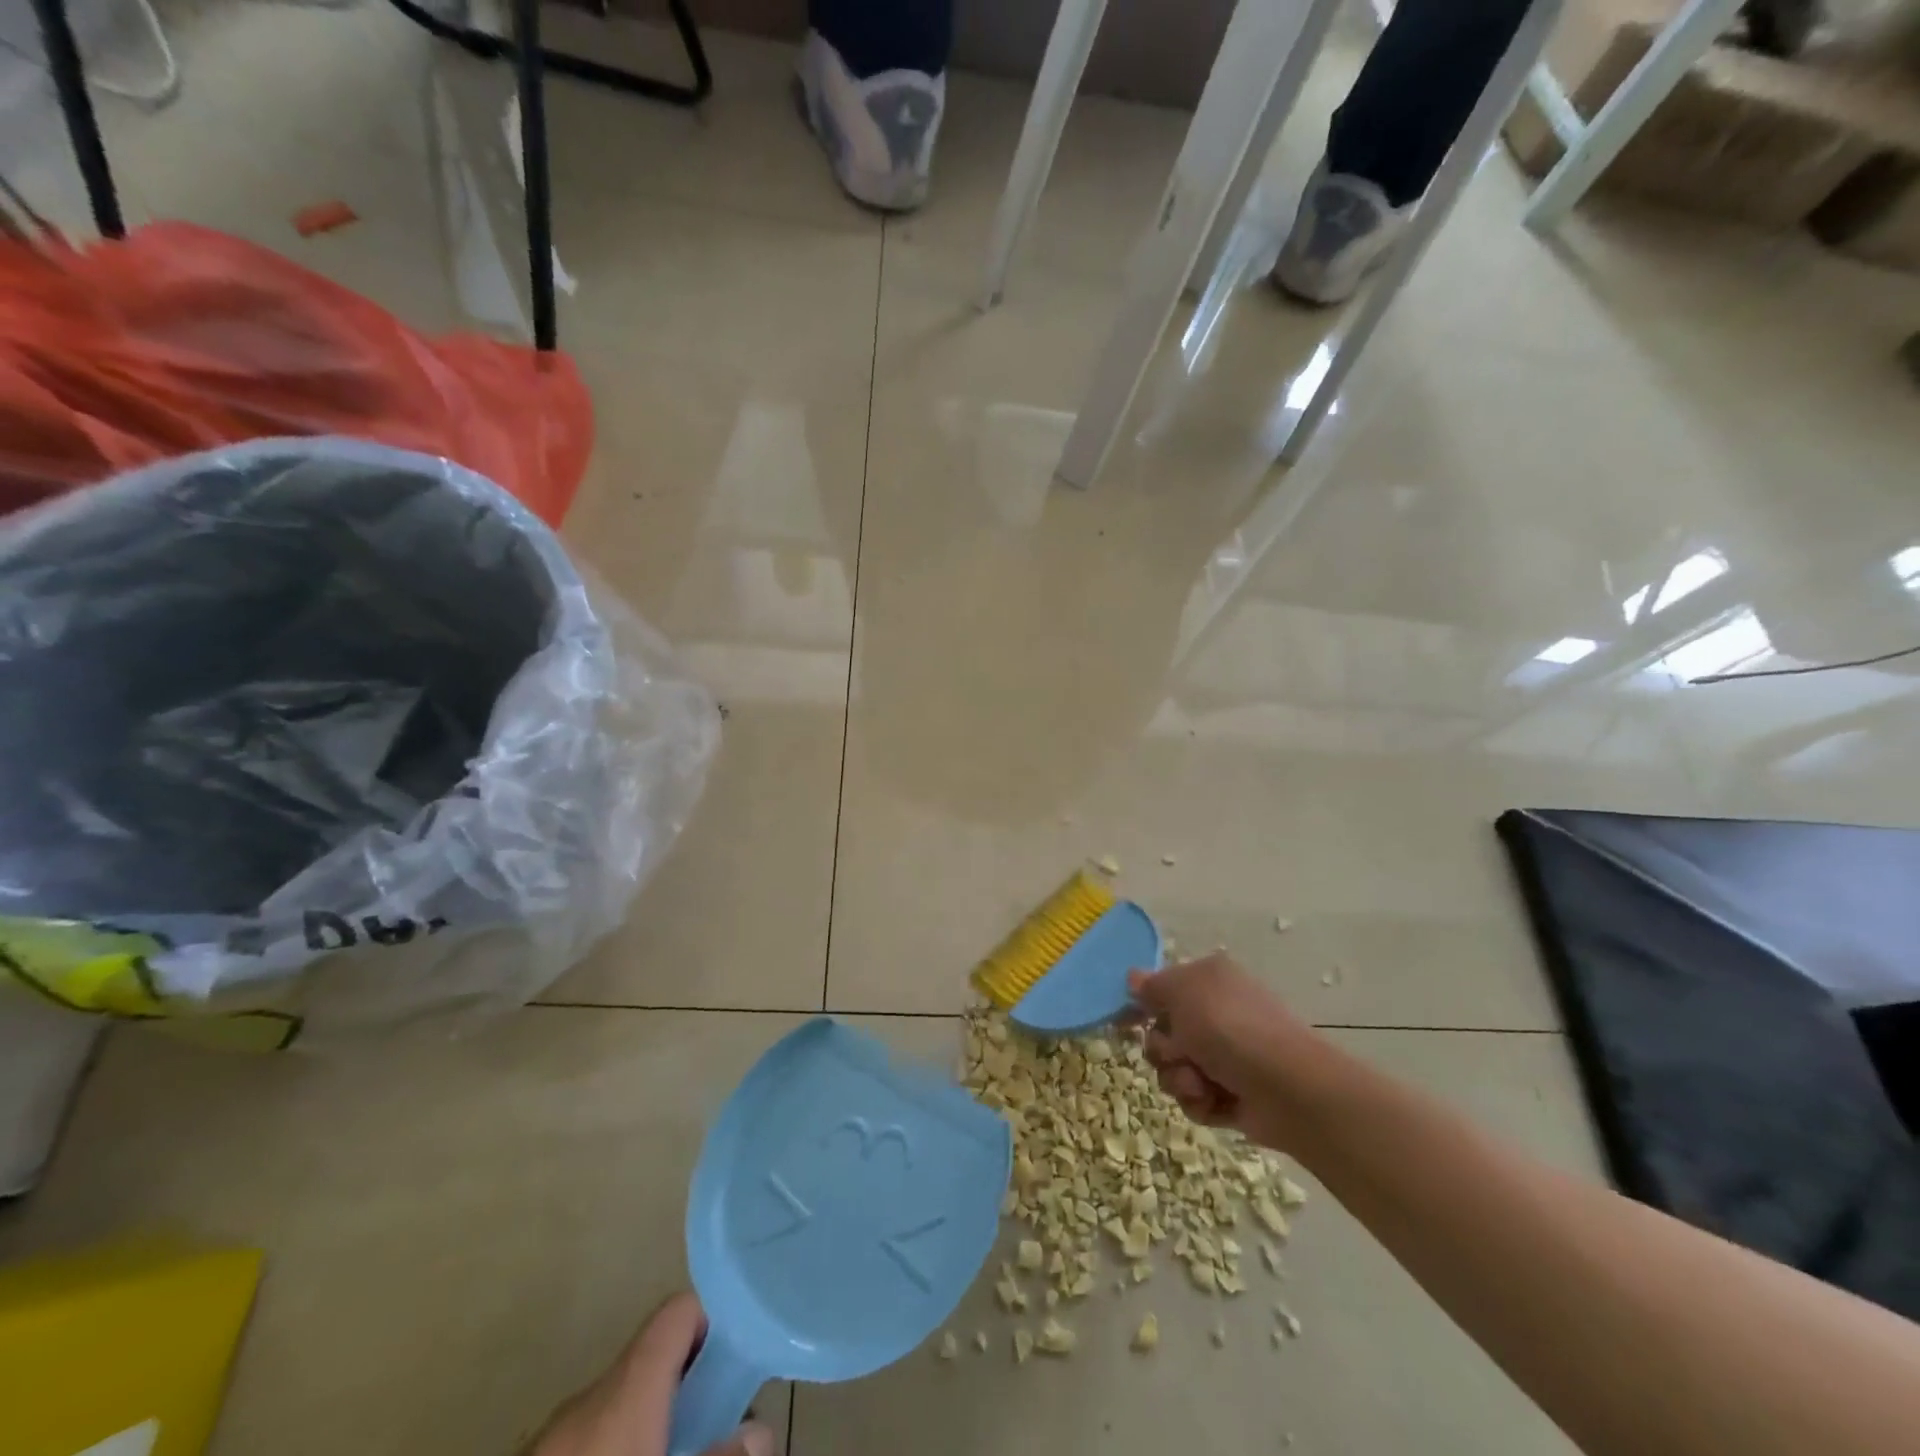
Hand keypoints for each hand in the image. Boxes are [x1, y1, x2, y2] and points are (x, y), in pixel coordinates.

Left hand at [527, 1292, 773, 1455]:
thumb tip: (759, 1430)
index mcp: (628, 1385)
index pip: (678, 1310)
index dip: (713, 1323)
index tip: (736, 1360)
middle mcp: (591, 1394)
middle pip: (653, 1361)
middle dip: (688, 1389)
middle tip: (715, 1428)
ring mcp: (553, 1432)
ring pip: (620, 1404)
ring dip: (652, 1422)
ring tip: (676, 1451)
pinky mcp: (536, 1455)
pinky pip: (589, 1435)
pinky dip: (617, 1444)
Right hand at [1128, 954, 1324, 1151]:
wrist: (1287, 1088)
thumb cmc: (1229, 1028)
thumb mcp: (1182, 992)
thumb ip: (1152, 986)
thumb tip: (1133, 978)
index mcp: (1210, 981)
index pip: (1164, 988)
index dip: (1142, 1004)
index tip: (1123, 1021)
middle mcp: (1218, 1014)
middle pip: (1164, 1033)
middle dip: (1164, 1049)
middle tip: (1179, 1053)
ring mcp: (1227, 1056)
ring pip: (1175, 1068)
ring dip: (1179, 1078)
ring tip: (1200, 1084)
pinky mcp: (1233, 1094)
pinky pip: (1195, 1098)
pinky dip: (1199, 1102)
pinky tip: (1214, 1102)